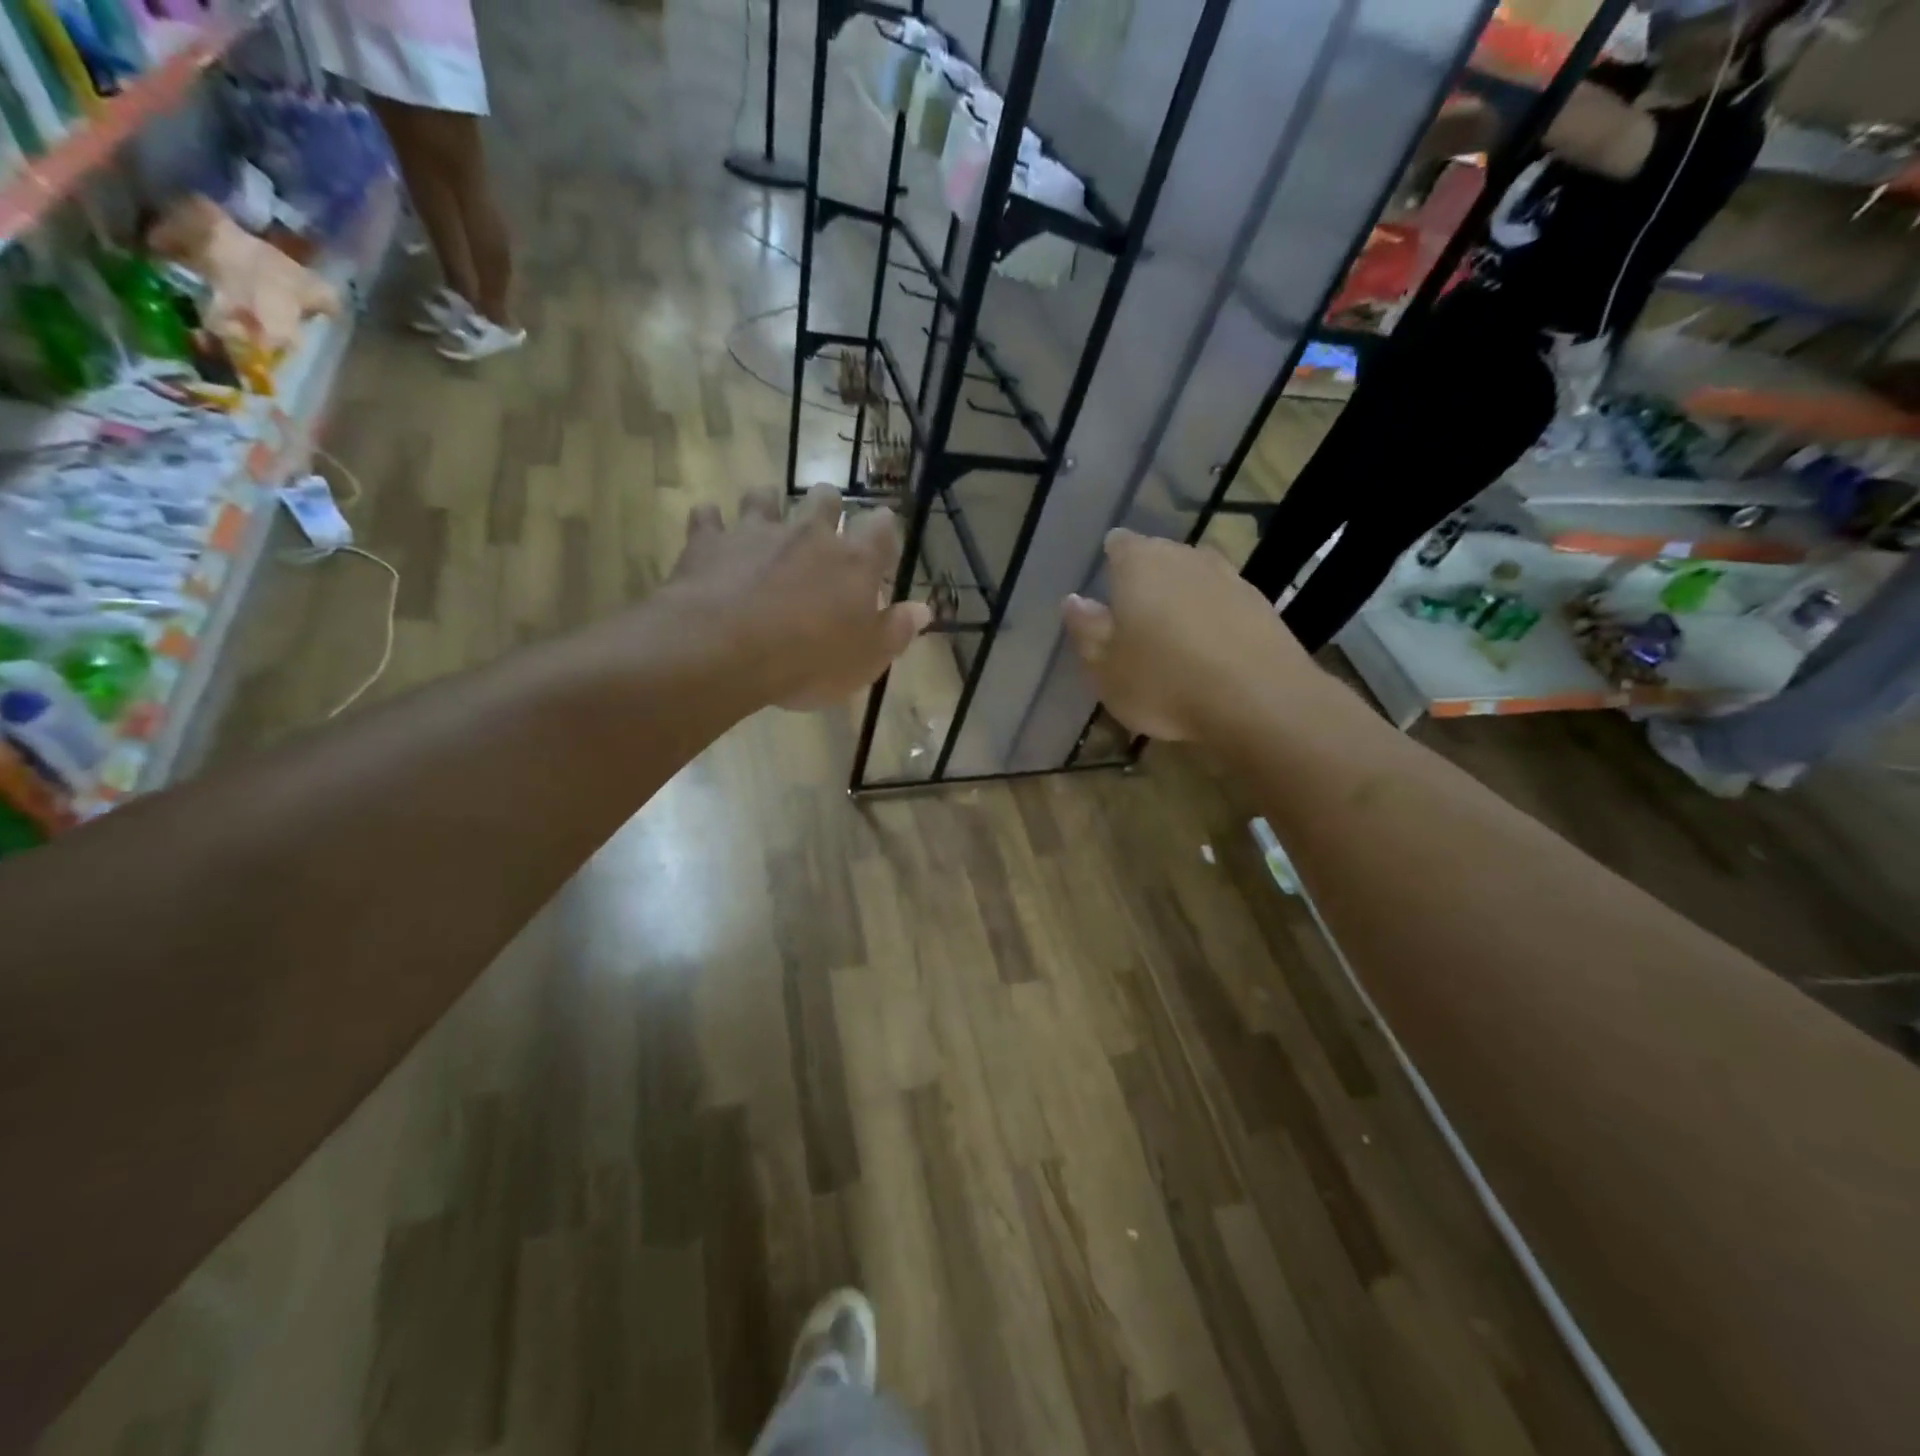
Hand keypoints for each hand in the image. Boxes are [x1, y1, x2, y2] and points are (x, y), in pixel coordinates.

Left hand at [668, 486, 931, 710]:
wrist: (726, 650)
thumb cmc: (809, 660)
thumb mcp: (867, 658)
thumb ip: (897, 630)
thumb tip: (923, 610)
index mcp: (853, 562)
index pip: (880, 529)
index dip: (884, 528)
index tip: (883, 531)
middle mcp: (809, 534)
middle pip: (824, 498)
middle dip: (828, 504)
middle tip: (825, 520)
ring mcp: (756, 532)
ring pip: (765, 497)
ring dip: (768, 503)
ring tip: (766, 516)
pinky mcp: (709, 541)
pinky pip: (708, 517)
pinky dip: (711, 522)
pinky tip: (710, 529)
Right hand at [1061, 529, 1316, 741]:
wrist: (1259, 699)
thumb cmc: (1164, 682)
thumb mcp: (1105, 668)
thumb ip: (1086, 630)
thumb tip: (1074, 601)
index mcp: (1139, 564)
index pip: (1119, 544)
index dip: (1111, 563)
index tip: (1107, 591)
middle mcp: (1184, 557)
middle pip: (1158, 556)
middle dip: (1146, 580)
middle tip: (1135, 619)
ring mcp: (1228, 576)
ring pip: (1193, 577)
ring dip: (1182, 598)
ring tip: (1173, 635)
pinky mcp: (1260, 603)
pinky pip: (1223, 601)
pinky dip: (1212, 617)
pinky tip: (1209, 649)